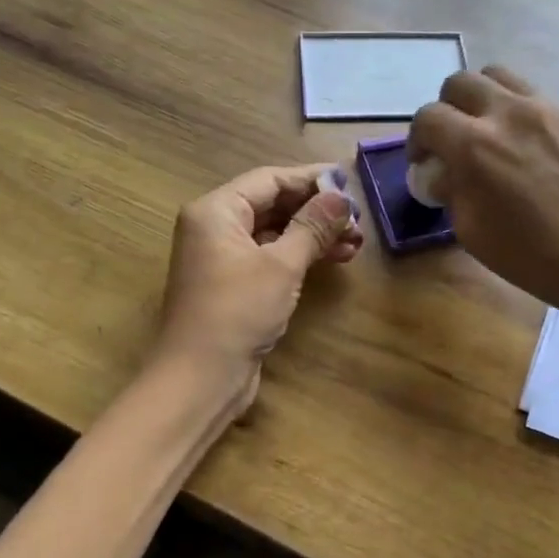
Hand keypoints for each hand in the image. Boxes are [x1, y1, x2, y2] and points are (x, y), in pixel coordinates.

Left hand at [153, 164, 361, 405]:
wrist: (200, 378)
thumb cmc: (237, 312)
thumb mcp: (281, 265)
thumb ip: (313, 226)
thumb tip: (341, 197)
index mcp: (216, 211)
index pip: (269, 179)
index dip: (311, 179)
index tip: (350, 182)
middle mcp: (215, 227)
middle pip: (272, 204)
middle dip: (316, 210)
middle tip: (358, 220)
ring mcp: (223, 257)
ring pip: (275, 232)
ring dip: (314, 234)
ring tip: (355, 243)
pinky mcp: (234, 284)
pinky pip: (271, 256)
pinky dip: (300, 255)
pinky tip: (334, 259)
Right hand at [408, 67, 558, 321]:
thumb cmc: (530, 255)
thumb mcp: (470, 231)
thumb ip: (450, 189)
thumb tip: (443, 171)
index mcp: (474, 146)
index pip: (428, 118)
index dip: (417, 140)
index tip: (423, 162)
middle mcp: (506, 114)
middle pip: (459, 83)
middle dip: (445, 109)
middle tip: (449, 141)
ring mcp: (542, 109)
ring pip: (496, 75)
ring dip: (479, 97)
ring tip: (483, 130)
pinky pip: (528, 94)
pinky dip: (511, 106)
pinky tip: (517, 141)